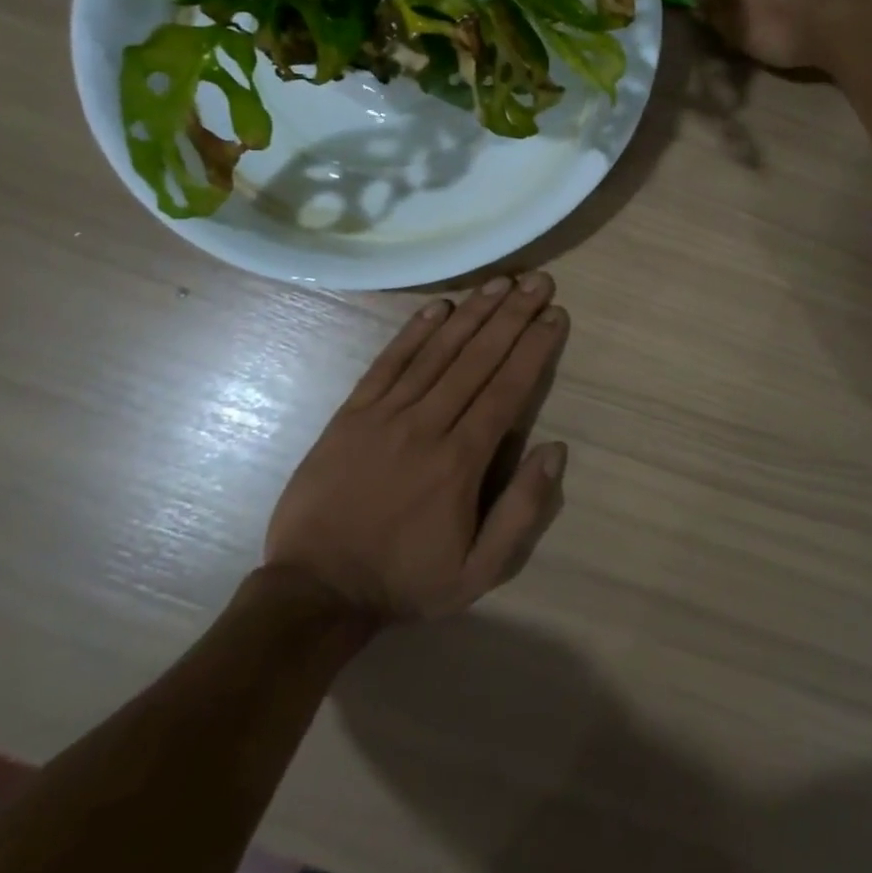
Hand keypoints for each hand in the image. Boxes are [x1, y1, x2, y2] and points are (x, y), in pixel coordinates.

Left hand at [264, 273, 569, 620]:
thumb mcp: (478, 572)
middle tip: (538, 281)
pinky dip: (415, 331)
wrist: (315, 591)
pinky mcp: (351, 413)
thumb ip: (521, 511)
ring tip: (500, 282)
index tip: (555, 314)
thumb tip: (556, 450)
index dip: (534, 347)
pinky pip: (389, 362)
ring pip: (437, 352)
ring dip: (472, 312)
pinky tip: (440, 306)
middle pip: (477, 359)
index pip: (507, 389)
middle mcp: (426, 426)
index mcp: (461, 462)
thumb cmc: (405, 580)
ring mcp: (385, 415)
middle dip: (512, 315)